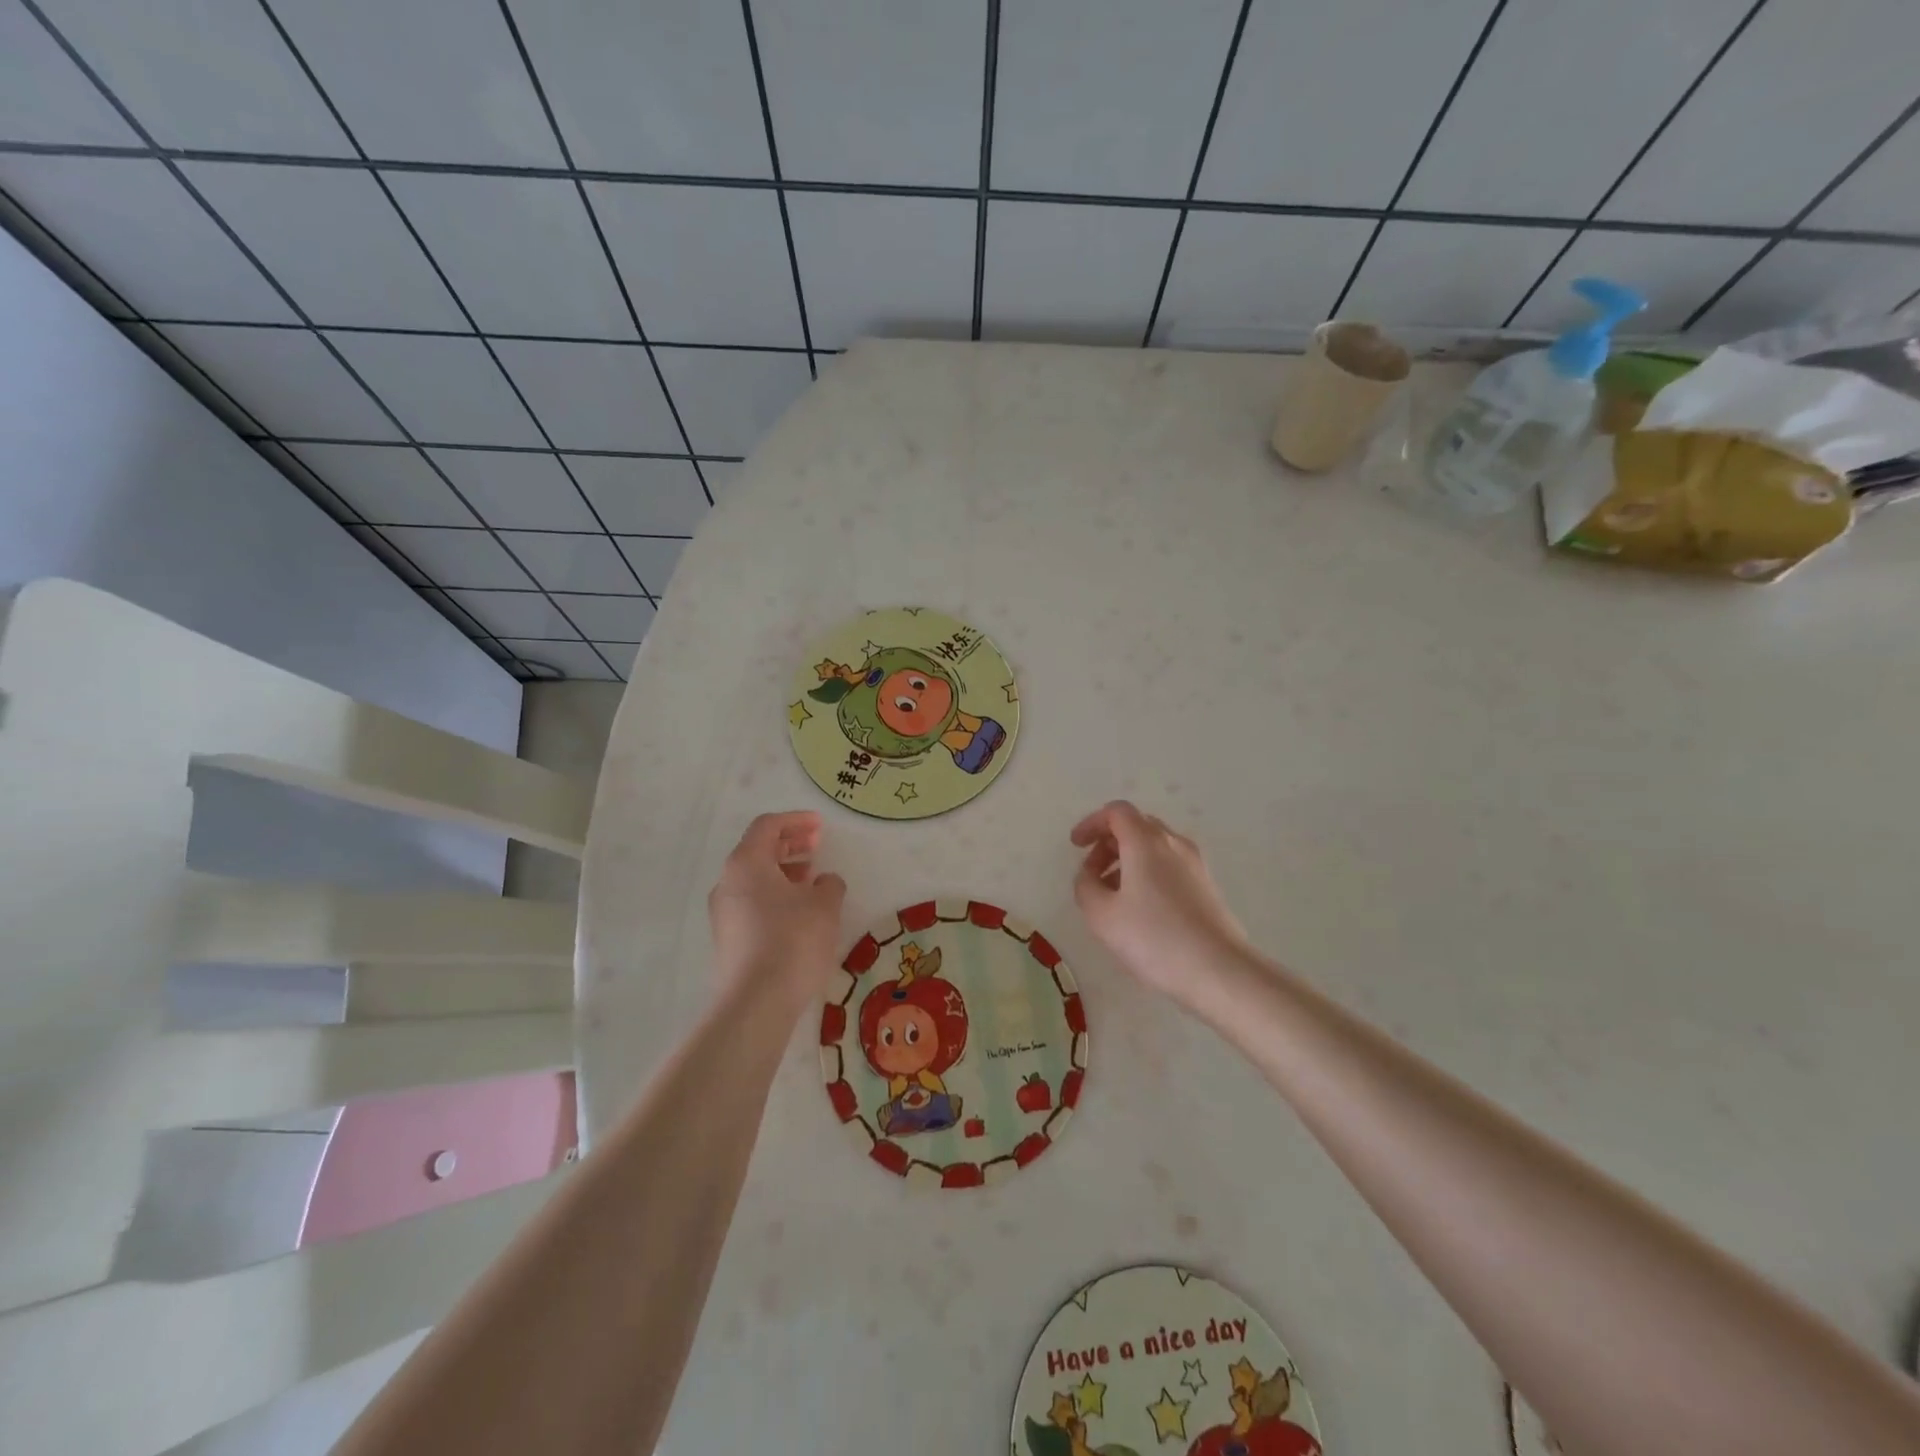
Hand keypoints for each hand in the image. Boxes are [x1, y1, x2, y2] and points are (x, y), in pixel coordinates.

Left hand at [708, 811, 845, 1010]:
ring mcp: (723, 913)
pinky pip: (752, 902)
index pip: (767, 826)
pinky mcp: (728, 938)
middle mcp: (728, 882)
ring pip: (754, 878)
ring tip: (812, 880)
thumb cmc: (792, 940)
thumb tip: (823, 882)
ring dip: (783, 871)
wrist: (756, 1002)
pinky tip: (798, 911)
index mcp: (746, 863)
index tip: (820, 825)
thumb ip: (829, 884)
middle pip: (757, 850)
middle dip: (789, 844)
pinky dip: (775, 894)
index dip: (796, 821)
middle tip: (817, 846)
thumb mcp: (824, 905)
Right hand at [1070, 801, 1250, 1004]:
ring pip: (1154, 847)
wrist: (1219, 970)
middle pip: (1136, 826)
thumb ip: (1085, 886)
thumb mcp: (1101, 915)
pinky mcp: (1206, 886)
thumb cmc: (1154, 937)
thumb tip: (1090, 875)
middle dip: (1108, 843)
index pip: (1116, 812)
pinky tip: (1139, 908)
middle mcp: (1173, 843)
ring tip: (1112, 896)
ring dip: (1127, 861)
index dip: (1092, 823)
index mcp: (1146, 841)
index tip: (1076, 845)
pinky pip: (1169, 865)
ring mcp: (1194, 864)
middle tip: (1091, 873)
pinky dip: (1147, 873)